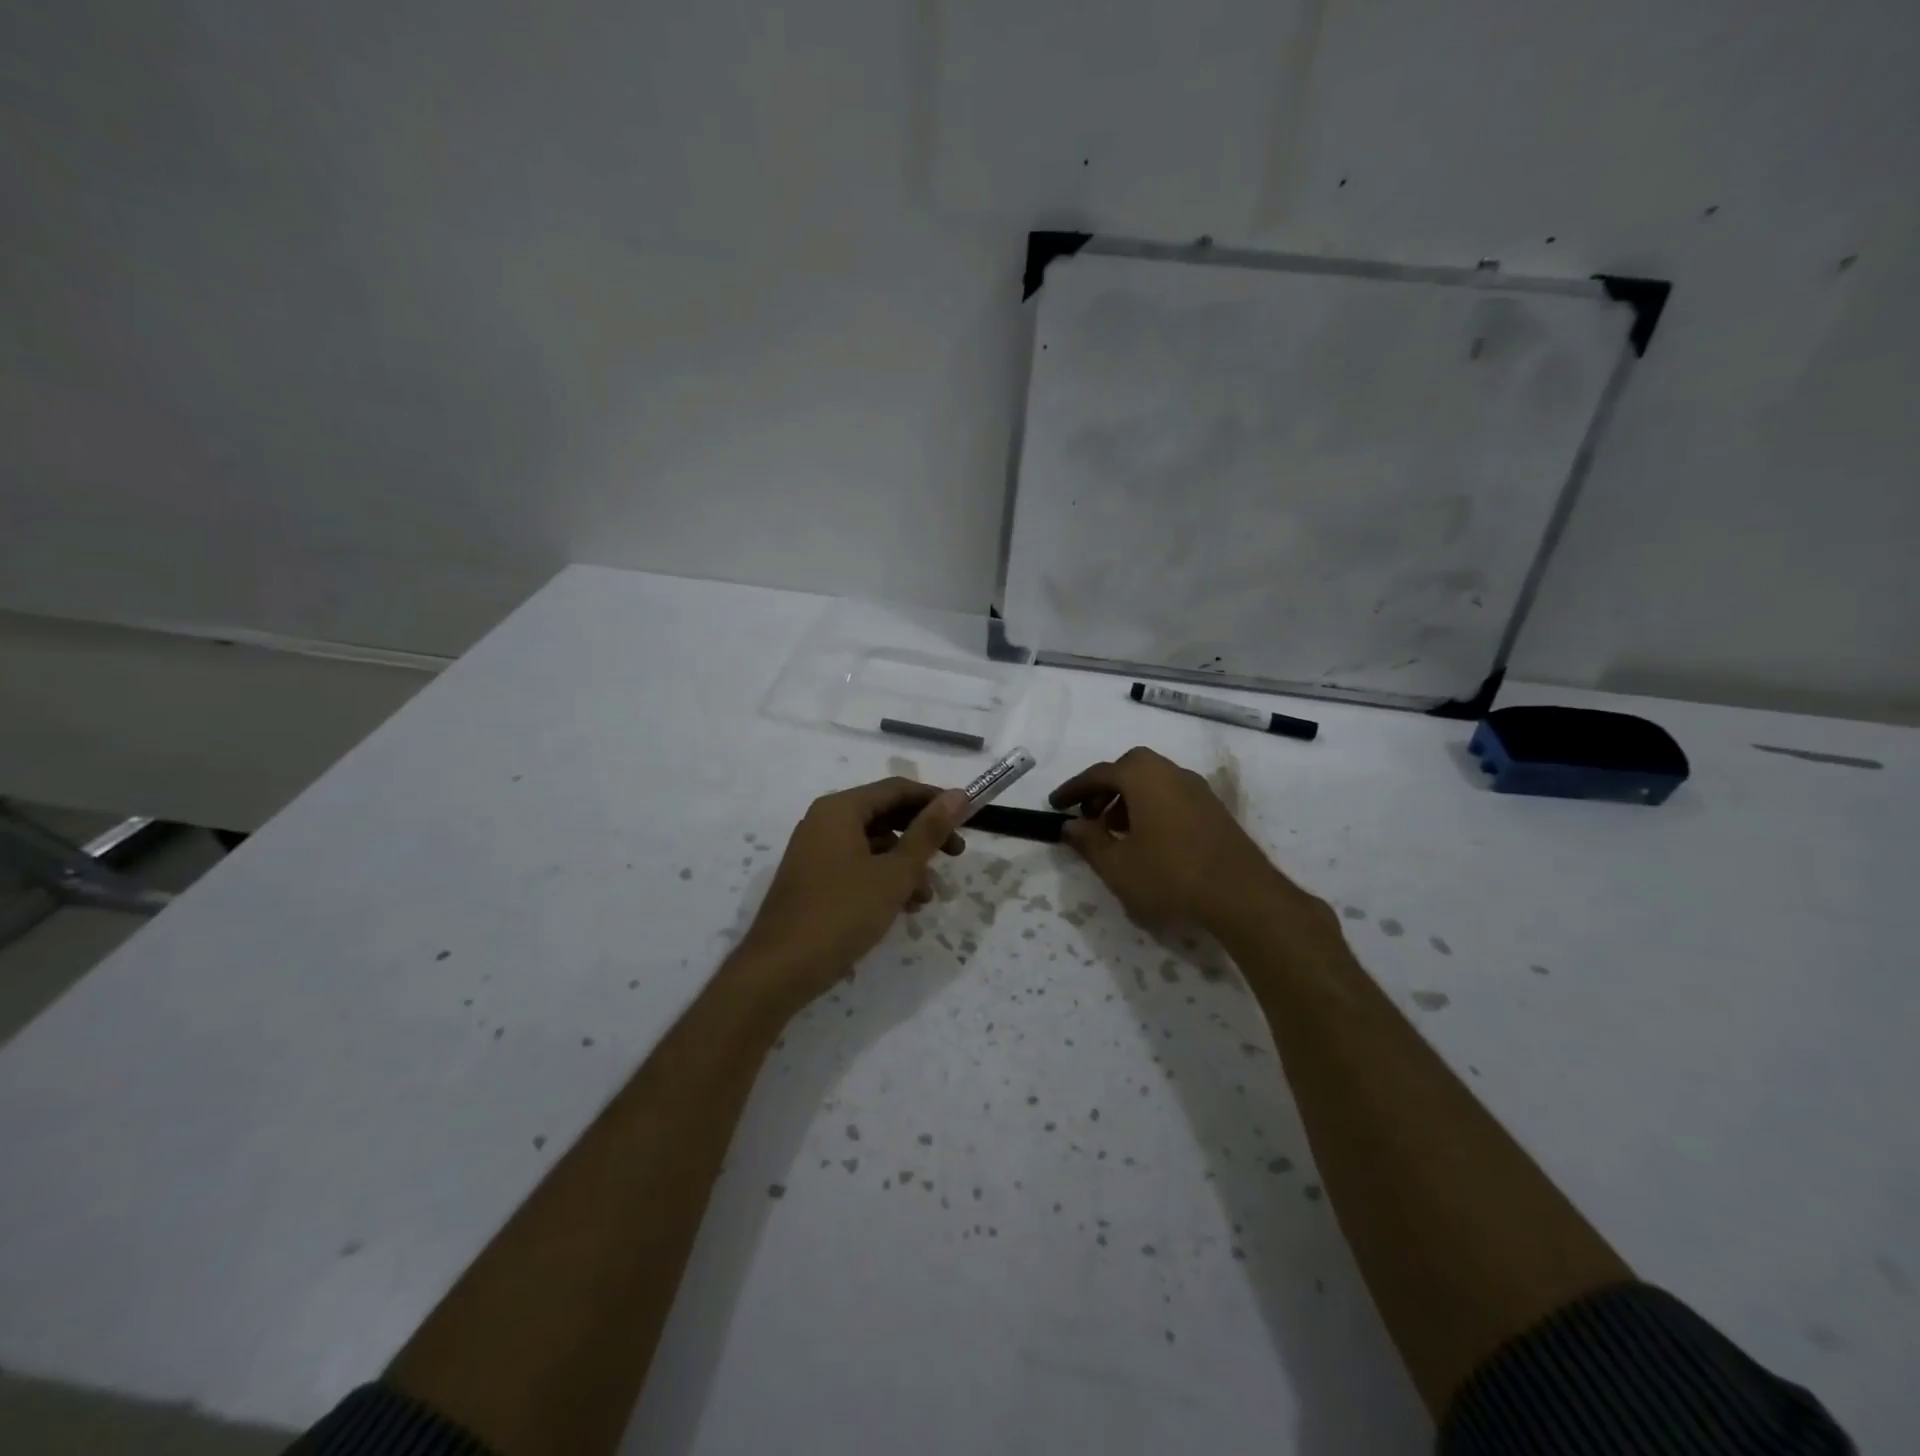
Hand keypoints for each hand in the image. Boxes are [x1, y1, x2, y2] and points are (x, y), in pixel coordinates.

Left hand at [729, 778, 968, 1014]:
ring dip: (906, 863)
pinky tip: (902, 907)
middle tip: (956, 855)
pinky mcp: (813, 879)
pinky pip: (857, 865)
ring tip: (927, 896)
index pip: (897, 789)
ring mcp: (815, 851)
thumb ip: (927, 832)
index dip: (935, 800)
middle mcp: (824, 821)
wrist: (778, 971)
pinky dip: (883, 878)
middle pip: (885, 814)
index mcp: (840, 809)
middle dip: (923, 835)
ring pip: (873, 844)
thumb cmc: (841, 914)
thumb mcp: (894, 873)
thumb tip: (957, 796)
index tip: (968, 818)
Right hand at [1050, 746, 1300, 932]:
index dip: (1073, 790)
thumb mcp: (1117, 865)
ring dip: (1128, 799)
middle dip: (1104, 788)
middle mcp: (1171, 772)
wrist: (1242, 894)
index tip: (1055, 805)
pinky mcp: (1214, 809)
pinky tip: (1149, 840)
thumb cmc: (1170, 875)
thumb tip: (1070, 825)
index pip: (1099, 774)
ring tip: (1116, 832)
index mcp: (1143, 777)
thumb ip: (1089, 841)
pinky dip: (1151, 807)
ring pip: (1153, 781)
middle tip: (1089, 816)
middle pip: (1129, 769)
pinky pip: (1172, 795)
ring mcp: (1197, 789)